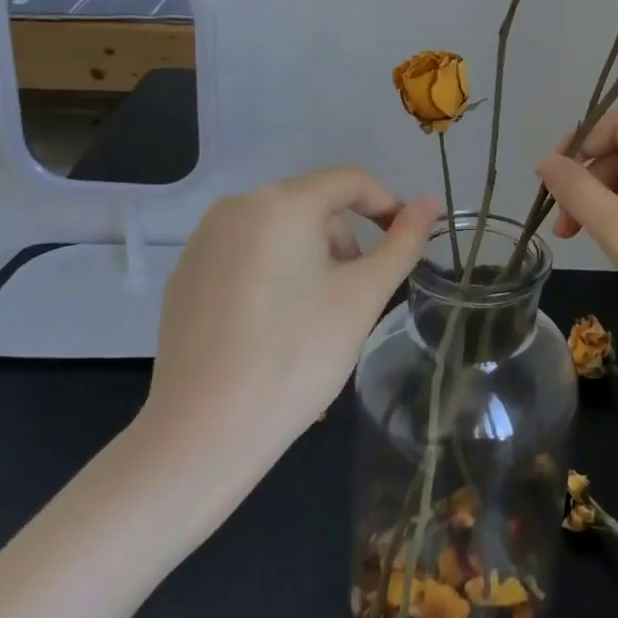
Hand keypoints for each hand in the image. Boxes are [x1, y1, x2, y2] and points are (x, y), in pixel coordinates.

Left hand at [133, 170, 441, 479]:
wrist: (201, 436)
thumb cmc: (296, 356)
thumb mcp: (363, 296)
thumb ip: (403, 242)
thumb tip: (432, 202)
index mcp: (281, 202)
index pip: (350, 181)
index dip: (387, 205)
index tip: (405, 245)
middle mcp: (237, 207)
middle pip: (313, 205)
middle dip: (346, 242)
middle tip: (357, 297)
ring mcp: (204, 241)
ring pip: (280, 231)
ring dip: (311, 258)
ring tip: (316, 317)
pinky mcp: (185, 276)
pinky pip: (246, 256)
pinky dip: (273, 275)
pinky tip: (273, 328)